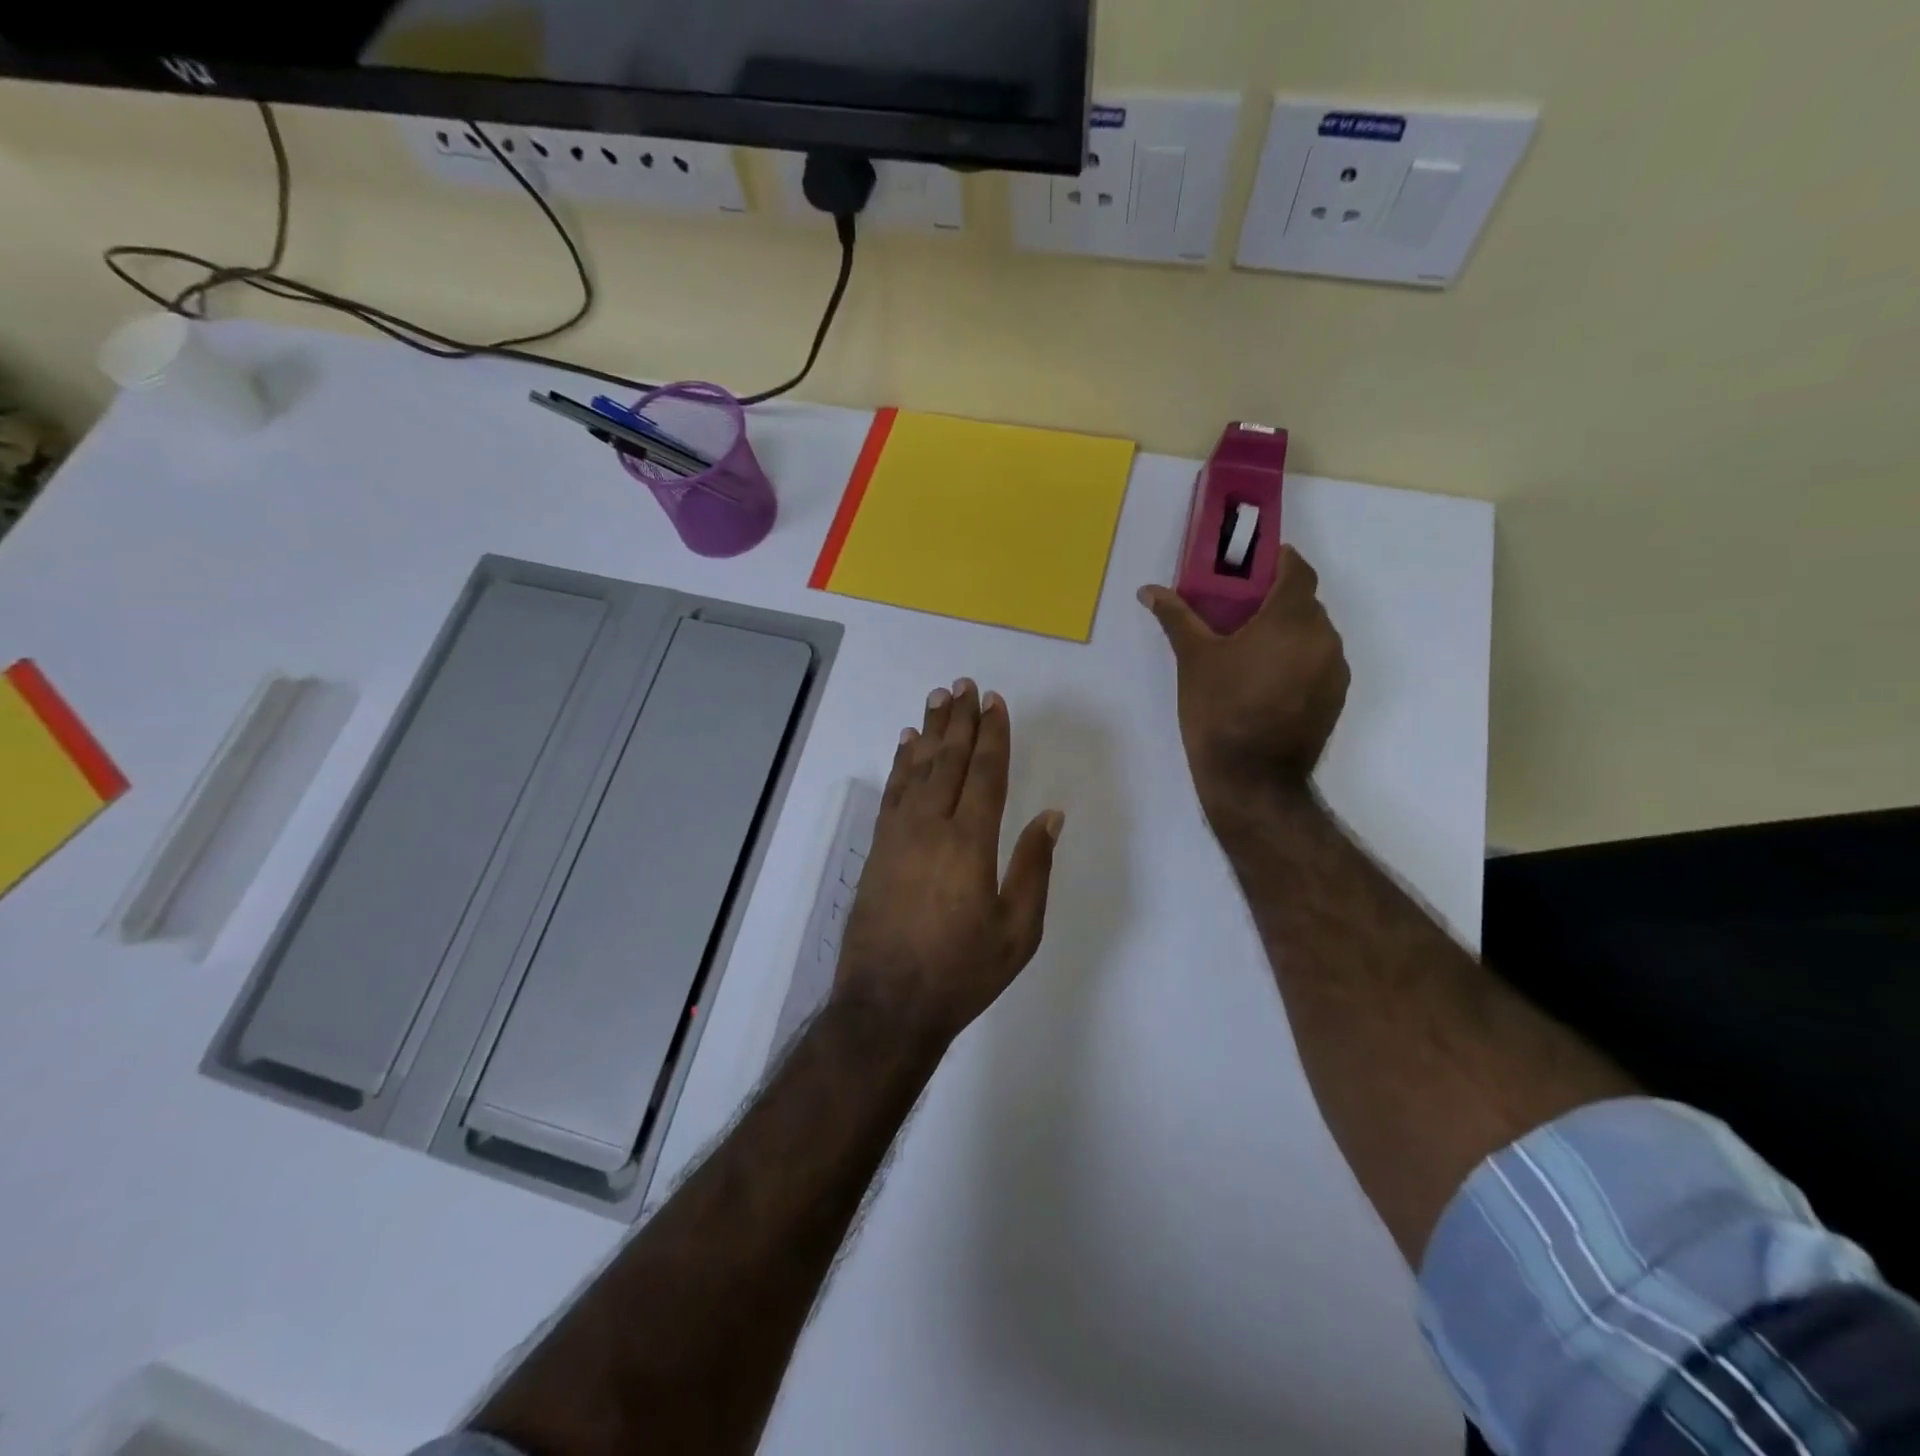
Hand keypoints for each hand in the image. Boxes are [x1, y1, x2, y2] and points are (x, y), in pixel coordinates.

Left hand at [834, 679, 1062, 1046]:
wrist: (887, 1004)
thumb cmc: (962, 972)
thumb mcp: (1018, 931)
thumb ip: (1034, 868)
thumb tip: (1051, 816)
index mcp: (970, 843)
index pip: (984, 773)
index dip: (992, 735)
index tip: (995, 702)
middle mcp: (931, 826)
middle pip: (948, 760)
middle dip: (959, 720)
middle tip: (963, 684)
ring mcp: (898, 835)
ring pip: (916, 769)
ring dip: (928, 731)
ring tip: (936, 699)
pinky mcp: (878, 849)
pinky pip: (892, 792)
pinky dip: (900, 763)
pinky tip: (905, 745)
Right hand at [1138, 545, 1350, 817]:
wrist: (1252, 778)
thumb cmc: (1218, 710)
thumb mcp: (1193, 660)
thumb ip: (1177, 617)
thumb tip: (1148, 590)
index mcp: (1291, 619)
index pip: (1298, 570)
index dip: (1280, 561)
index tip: (1254, 568)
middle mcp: (1323, 637)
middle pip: (1306, 603)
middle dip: (1277, 601)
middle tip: (1241, 612)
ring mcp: (1335, 670)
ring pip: (1314, 635)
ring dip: (1289, 632)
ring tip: (1252, 650)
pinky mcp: (1336, 698)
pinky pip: (1319, 663)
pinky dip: (1298, 660)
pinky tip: (1268, 682)